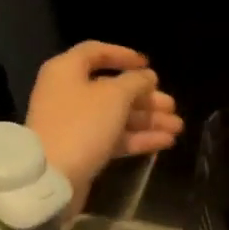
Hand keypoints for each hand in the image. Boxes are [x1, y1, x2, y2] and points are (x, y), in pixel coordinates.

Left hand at [24, 42, 182, 214]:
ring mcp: (74, 123)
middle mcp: (68, 93)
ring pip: (116, 115)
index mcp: (67, 71)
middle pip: (112, 88)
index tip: (148, 65)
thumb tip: (147, 77)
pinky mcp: (81, 148)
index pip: (96, 52)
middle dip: (146, 97)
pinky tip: (165, 142)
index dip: (124, 56)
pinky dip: (137, 138)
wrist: (51, 177)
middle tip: (172, 105)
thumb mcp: (115, 96)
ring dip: (148, 119)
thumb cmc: (82, 124)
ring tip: (177, 127)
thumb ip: (136, 82)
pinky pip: (113, 136)